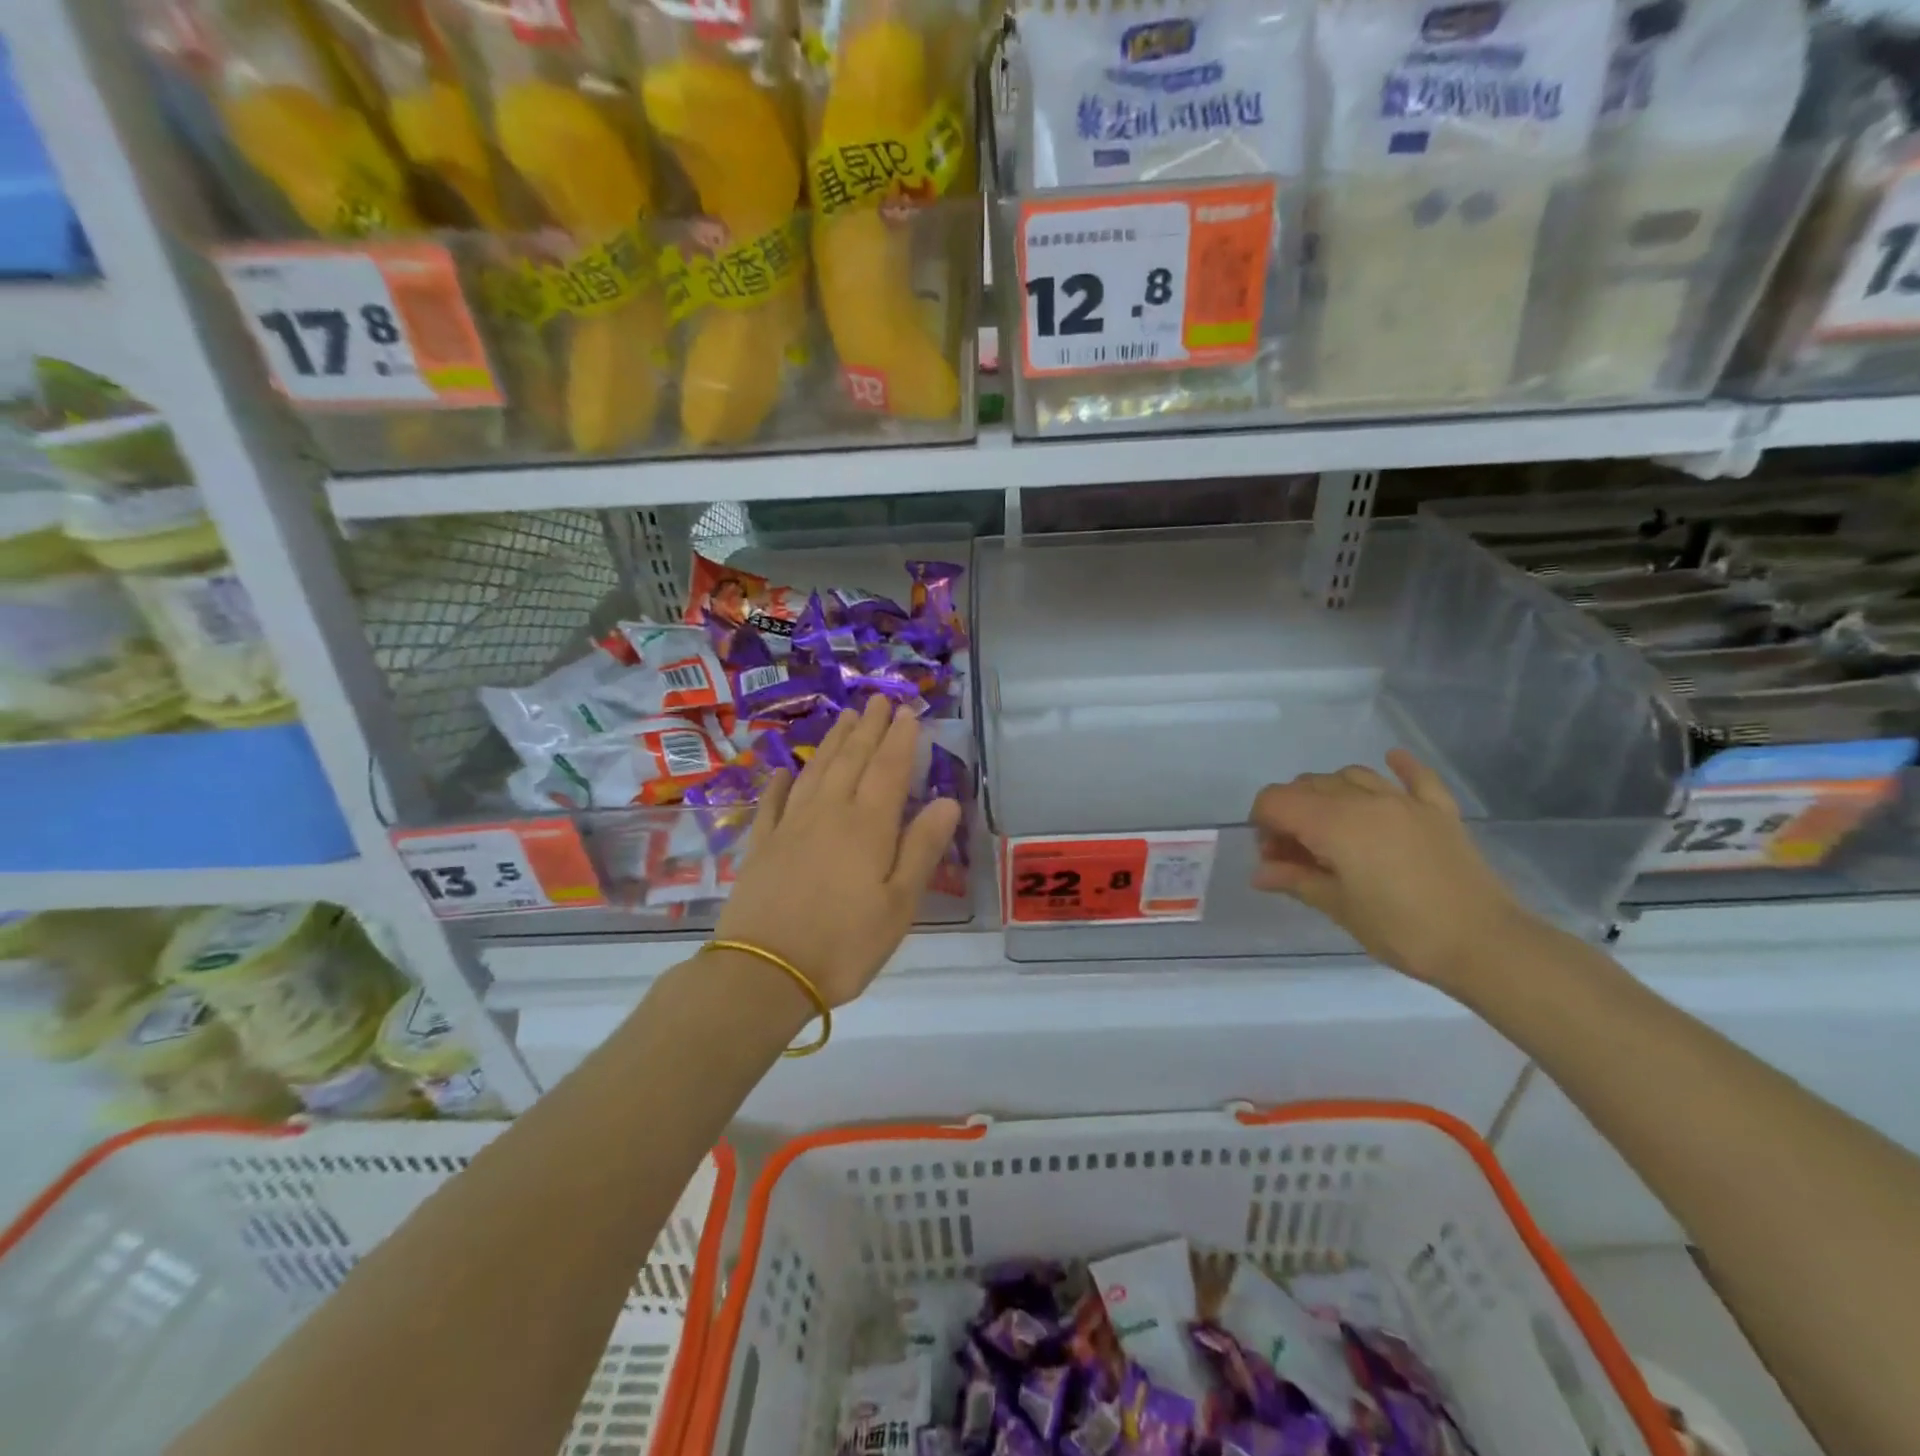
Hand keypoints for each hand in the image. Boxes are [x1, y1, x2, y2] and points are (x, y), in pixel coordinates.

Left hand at [714, 697, 962, 1007]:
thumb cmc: (844, 944)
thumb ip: (922, 848)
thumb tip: (947, 801)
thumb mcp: (899, 904)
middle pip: (852, 760)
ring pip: (816, 771)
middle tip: (877, 700)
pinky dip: (782, 782)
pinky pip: (774, 802)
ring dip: (833, 742)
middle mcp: (829, 813)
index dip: (900, 738)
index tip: (907, 711)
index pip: (889, 769)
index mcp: (867, 825)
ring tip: (845, 717)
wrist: (764, 972)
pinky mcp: (762, 846)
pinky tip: (785, 769)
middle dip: (868, 728)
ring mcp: (790, 826)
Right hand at [1247, 749, 1534, 993]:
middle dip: (1290, 812)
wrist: (1486, 945)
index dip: (1262, 823)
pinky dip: (1399, 766)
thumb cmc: (1402, 930)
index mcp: (1334, 823)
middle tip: (1296, 854)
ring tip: (1331, 826)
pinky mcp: (1439, 811)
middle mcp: (1365, 800)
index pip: (1277, 800)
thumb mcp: (1338, 908)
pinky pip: (1416, 777)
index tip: (1271, 856)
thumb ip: (1295, 880)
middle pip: (1309, 785)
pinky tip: (1391, 760)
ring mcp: (1406, 802)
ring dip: (1329, 793)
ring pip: (1351, 775)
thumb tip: (1259, 873)